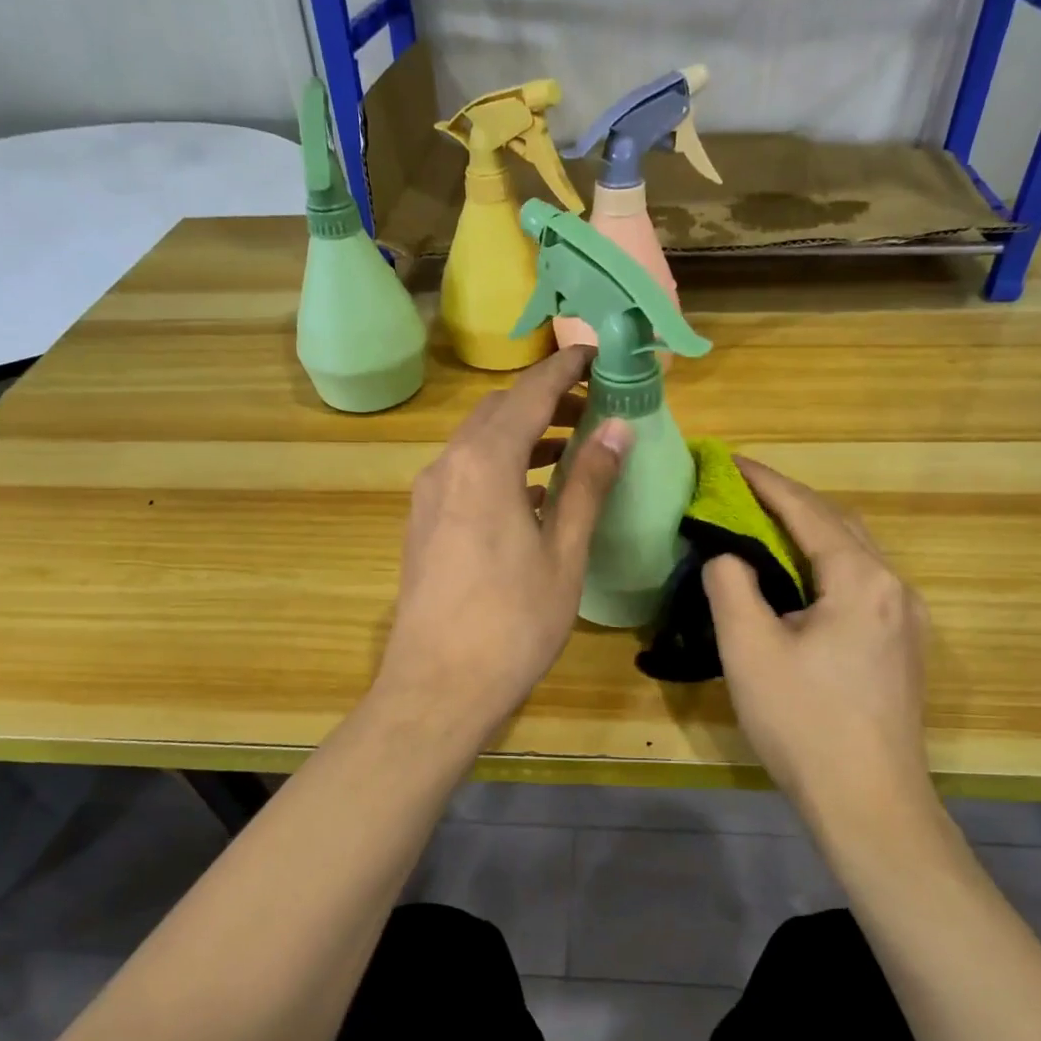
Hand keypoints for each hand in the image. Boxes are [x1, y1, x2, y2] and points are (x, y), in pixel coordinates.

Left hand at [376, 345, 632, 740]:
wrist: (436, 688)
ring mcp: (428, 496)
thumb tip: (617, 430)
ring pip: (478, 443)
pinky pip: (465, 474)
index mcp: (484, 463)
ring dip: (522, 434)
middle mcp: (447, 466)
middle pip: (497, 412)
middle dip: (543, 399)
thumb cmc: (512, 623)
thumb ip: (587, 485)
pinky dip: (501, 466)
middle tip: (592, 403)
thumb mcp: (562, 553)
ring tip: (570, 442)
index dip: (564, 369)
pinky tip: (532, 492)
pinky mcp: (422, 524)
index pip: (528, 395)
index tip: (596, 353)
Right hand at [703, 458, 933, 809]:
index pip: (807, 510)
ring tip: (761, 531)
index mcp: (862, 580)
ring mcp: (907, 620)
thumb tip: (726, 554)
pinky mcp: (903, 649)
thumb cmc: (804, 723)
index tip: (728, 461)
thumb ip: (731, 585)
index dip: (764, 482)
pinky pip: (861, 585)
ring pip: (853, 556)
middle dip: (788, 503)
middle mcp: (895, 588)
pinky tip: (797, 584)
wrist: (870, 806)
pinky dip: (824, 567)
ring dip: (808, 535)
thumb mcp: (749, 649)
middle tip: (739, 495)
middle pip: (838, 525)